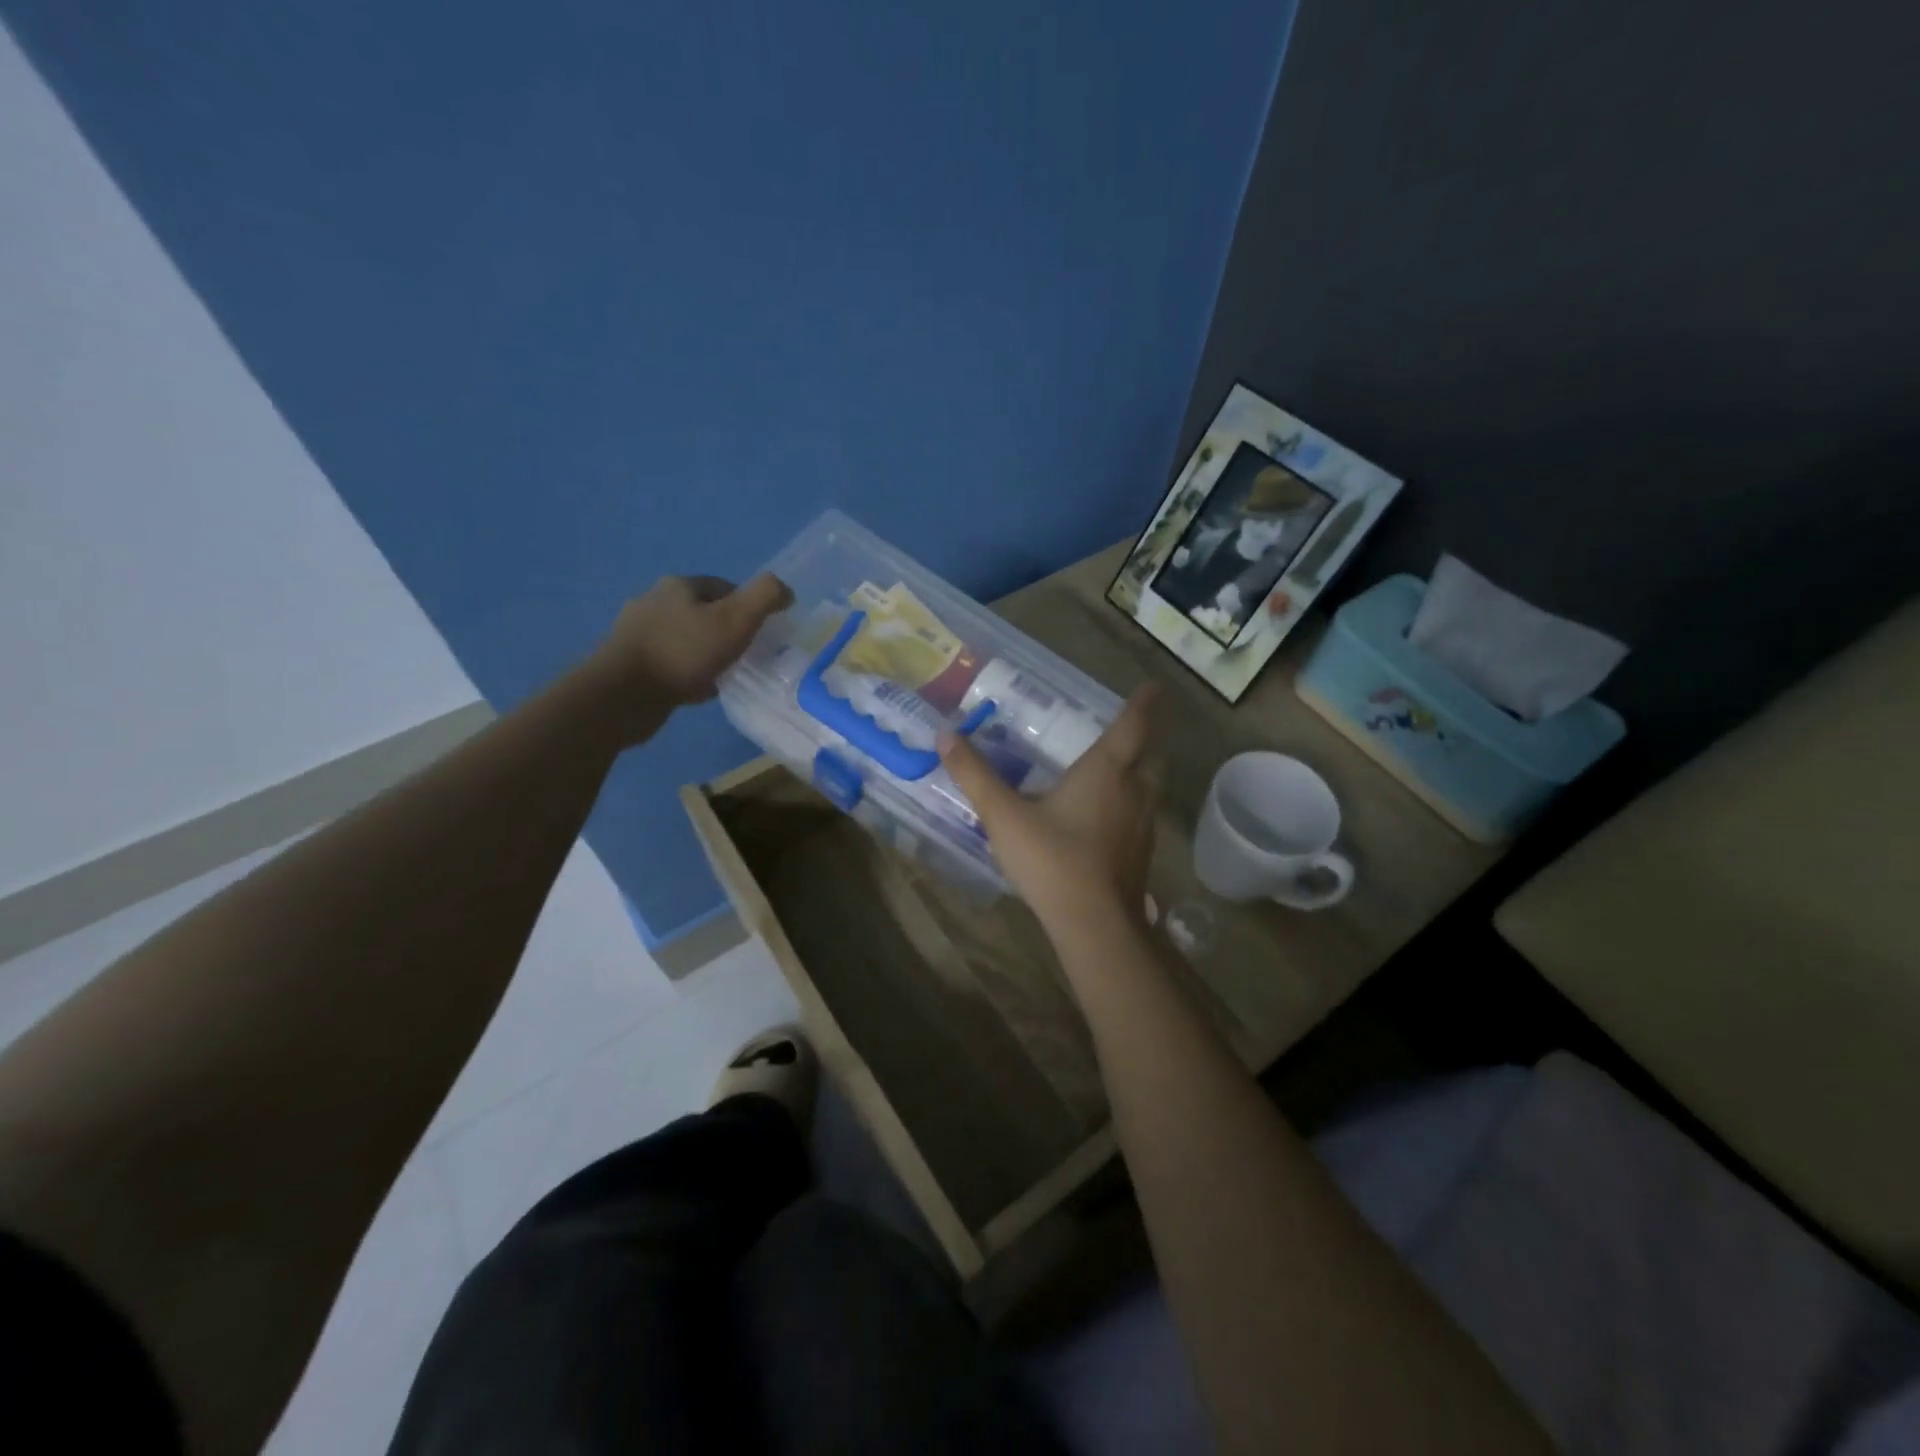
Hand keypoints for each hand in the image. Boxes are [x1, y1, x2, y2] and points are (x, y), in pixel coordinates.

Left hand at [585, 573, 792, 742]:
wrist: (622, 695)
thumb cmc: (683, 652)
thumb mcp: (736, 619)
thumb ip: (765, 597)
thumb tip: (785, 590)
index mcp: (679, 585)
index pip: (725, 587)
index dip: (749, 607)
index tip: (763, 633)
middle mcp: (654, 601)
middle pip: (704, 612)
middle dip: (727, 631)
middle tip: (747, 655)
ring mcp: (637, 632)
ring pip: (687, 638)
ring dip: (707, 653)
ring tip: (725, 675)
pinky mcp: (629, 662)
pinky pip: (670, 663)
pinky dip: (688, 673)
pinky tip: (699, 689)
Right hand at [938, 685, 1159, 934]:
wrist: (1094, 924)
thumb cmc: (1052, 859)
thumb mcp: (1004, 815)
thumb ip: (975, 775)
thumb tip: (945, 734)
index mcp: (1107, 772)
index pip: (1133, 727)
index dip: (1143, 704)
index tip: (1154, 686)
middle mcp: (1133, 793)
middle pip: (1151, 757)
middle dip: (1145, 740)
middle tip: (1132, 731)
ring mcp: (1143, 826)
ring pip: (1151, 789)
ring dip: (1141, 774)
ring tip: (1120, 771)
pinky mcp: (1141, 856)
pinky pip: (1143, 817)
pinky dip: (1132, 806)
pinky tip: (1108, 820)